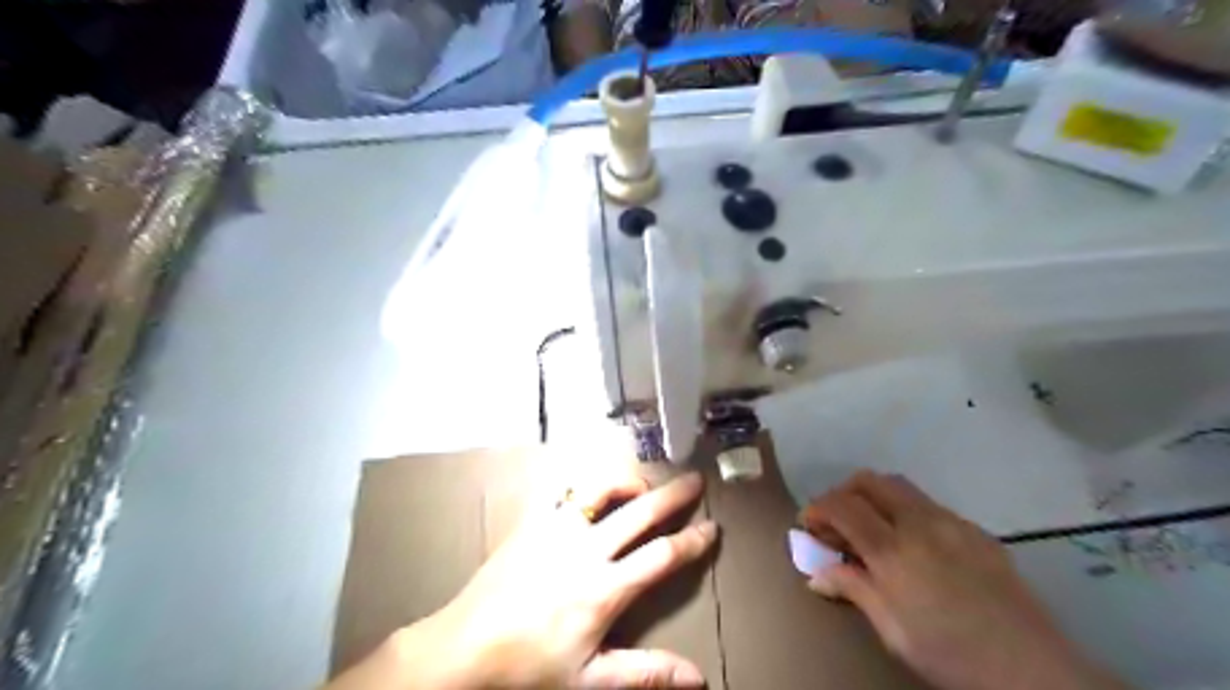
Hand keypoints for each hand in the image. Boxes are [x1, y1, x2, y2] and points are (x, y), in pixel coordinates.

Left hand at [326, 471, 721, 686]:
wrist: (464, 648)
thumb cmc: (529, 667)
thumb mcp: (590, 679)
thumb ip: (645, 673)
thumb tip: (697, 678)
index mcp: (605, 588)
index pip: (662, 557)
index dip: (692, 541)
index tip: (712, 528)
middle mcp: (587, 549)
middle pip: (641, 513)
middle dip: (673, 495)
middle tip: (696, 480)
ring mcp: (557, 530)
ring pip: (602, 491)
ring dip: (628, 482)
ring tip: (644, 483)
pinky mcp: (533, 523)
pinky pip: (562, 493)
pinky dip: (582, 487)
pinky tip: (589, 491)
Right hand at [798, 471, 1122, 689]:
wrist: (1034, 670)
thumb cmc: (951, 654)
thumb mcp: (892, 630)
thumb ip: (853, 589)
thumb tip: (816, 575)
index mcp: (893, 550)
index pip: (842, 506)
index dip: (817, 509)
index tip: (808, 526)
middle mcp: (919, 523)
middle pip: (869, 481)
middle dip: (843, 493)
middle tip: (836, 522)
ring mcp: (952, 522)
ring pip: (899, 486)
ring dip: (874, 497)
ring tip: (871, 528)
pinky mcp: (976, 530)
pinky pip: (929, 505)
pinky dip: (905, 511)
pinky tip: (913, 545)